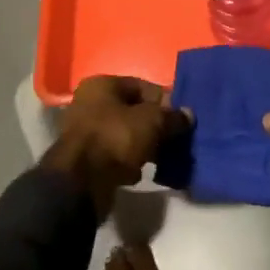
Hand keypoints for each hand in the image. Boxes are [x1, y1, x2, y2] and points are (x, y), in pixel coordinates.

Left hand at [45, 76, 190, 215]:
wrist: (80, 184)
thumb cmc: (115, 138)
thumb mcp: (152, 122)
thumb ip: (172, 117)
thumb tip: (188, 115)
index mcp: (102, 85)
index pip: (142, 86)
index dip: (163, 102)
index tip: (179, 119)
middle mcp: (89, 104)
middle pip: (132, 112)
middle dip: (154, 126)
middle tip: (173, 140)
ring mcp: (85, 133)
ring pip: (124, 135)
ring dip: (143, 146)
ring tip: (160, 159)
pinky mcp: (85, 160)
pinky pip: (115, 156)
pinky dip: (129, 163)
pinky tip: (140, 173)